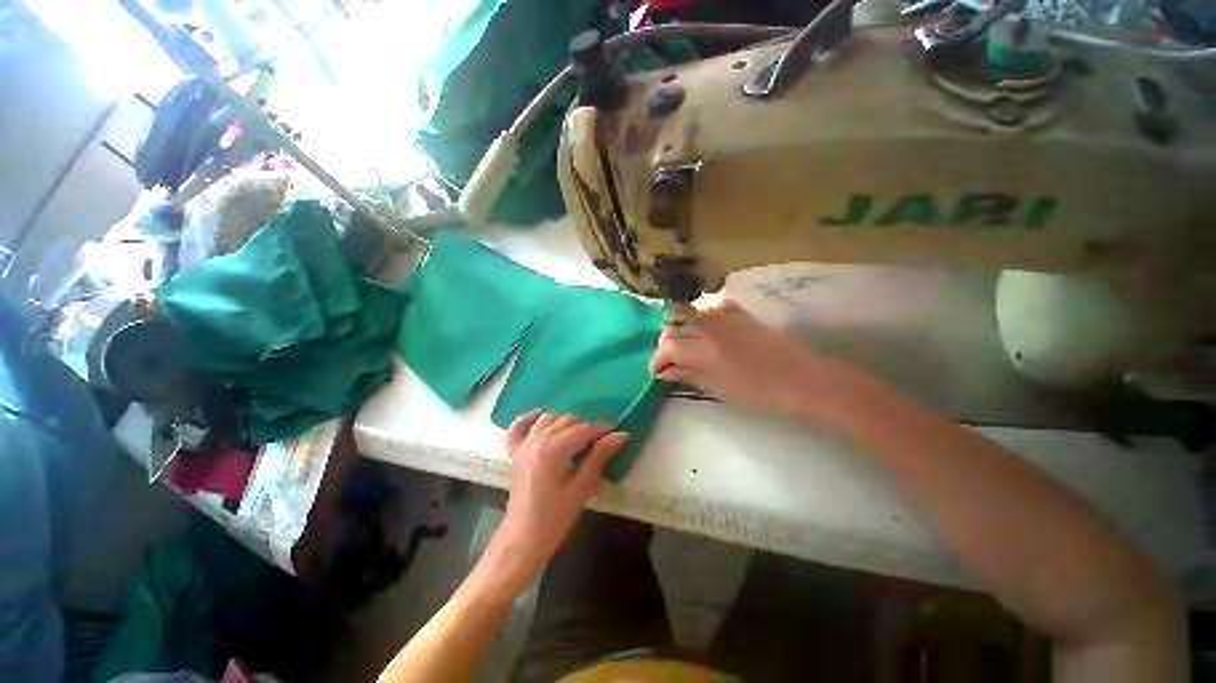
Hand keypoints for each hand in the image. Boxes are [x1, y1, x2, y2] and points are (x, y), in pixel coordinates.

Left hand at [483, 411, 626, 594]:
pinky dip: (529, 419)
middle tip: (599, 444)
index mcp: (554, 448)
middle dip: (586, 428)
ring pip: (549, 419)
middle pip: (567, 421)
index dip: (602, 429)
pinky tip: (540, 417)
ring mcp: (524, 444)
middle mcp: (537, 439)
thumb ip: (599, 457)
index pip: (584, 429)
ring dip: (564, 423)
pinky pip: (519, 427)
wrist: (522, 540)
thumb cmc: (555, 518)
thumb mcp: (582, 488)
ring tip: (576, 439)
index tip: (616, 434)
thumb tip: (620, 435)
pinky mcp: (515, 452)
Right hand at [650, 298, 856, 416]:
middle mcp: (710, 328)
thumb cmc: (762, 394)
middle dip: (665, 345)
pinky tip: (708, 330)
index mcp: (705, 350)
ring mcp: (727, 317)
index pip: (668, 348)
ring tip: (685, 347)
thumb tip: (665, 372)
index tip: (656, 373)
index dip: (657, 361)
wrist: (804, 380)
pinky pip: (714, 308)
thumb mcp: (721, 390)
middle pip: (674, 328)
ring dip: (681, 329)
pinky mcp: (741, 314)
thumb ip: (690, 376)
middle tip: (669, 362)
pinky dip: (704, 317)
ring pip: (690, 315)